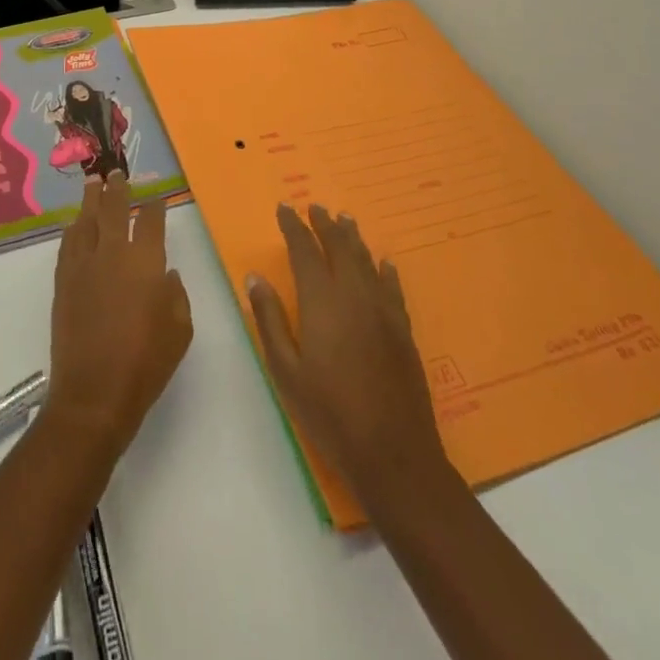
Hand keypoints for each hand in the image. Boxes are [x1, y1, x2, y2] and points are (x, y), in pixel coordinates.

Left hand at [45, 176, 192, 458]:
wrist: (94, 393)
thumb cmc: (146, 364)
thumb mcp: (179, 331)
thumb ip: (176, 295)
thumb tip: (166, 274)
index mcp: (146, 262)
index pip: (151, 220)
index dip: (155, 205)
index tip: (156, 197)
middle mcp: (113, 253)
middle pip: (114, 209)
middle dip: (118, 188)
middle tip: (117, 172)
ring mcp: (84, 265)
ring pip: (86, 220)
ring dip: (91, 199)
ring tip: (93, 183)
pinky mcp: (64, 281)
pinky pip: (68, 244)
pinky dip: (73, 229)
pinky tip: (74, 223)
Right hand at [248, 204, 448, 510]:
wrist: (393, 452)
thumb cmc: (329, 413)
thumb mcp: (286, 370)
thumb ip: (270, 319)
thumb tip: (256, 277)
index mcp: (322, 301)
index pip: (305, 250)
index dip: (294, 227)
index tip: (284, 208)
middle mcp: (354, 295)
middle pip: (339, 247)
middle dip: (324, 225)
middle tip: (314, 207)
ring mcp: (383, 310)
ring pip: (366, 261)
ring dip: (353, 238)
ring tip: (344, 220)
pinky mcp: (403, 329)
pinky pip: (392, 287)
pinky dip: (384, 270)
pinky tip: (383, 263)